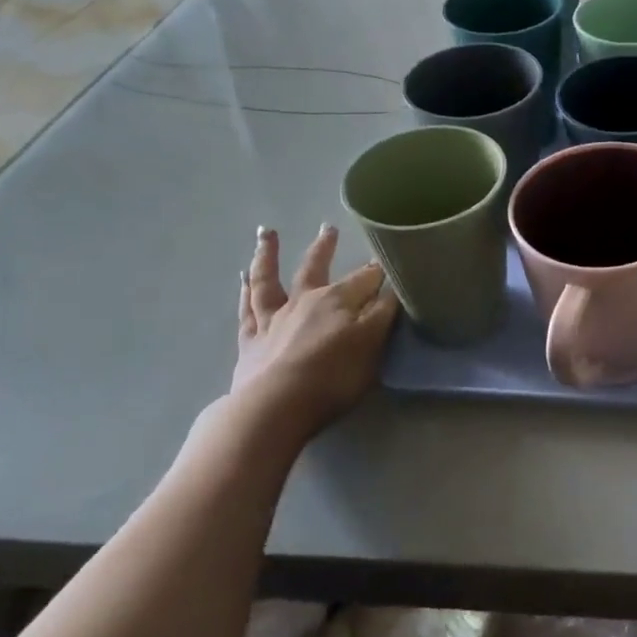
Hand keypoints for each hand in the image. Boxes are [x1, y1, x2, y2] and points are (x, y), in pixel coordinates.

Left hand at [233, 225, 398, 439]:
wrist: (274, 408)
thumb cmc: (332, 377)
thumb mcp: (372, 344)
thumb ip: (383, 314)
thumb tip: (393, 288)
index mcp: (336, 300)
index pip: (365, 278)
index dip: (378, 270)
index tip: (387, 258)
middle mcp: (303, 301)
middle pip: (315, 268)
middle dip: (324, 248)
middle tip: (328, 227)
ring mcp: (272, 320)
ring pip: (269, 281)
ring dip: (268, 256)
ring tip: (267, 234)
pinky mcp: (250, 342)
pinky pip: (246, 311)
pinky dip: (244, 292)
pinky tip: (242, 280)